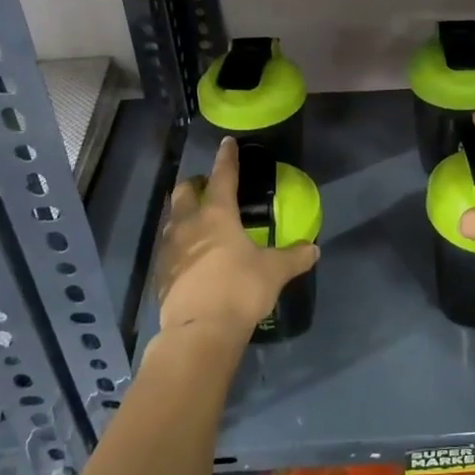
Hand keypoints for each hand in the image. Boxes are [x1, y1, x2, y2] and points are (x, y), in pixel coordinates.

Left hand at [155, 137, 318, 343]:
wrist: (199, 331)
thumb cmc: (239, 290)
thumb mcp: (274, 272)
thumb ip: (294, 257)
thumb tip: (313, 248)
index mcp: (217, 214)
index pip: (222, 176)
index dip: (227, 158)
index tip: (226, 143)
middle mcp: (188, 224)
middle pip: (184, 191)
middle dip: (195, 184)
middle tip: (207, 186)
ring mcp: (169, 248)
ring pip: (172, 218)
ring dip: (183, 212)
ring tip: (197, 220)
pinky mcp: (160, 272)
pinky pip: (168, 247)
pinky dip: (179, 243)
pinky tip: (190, 255)